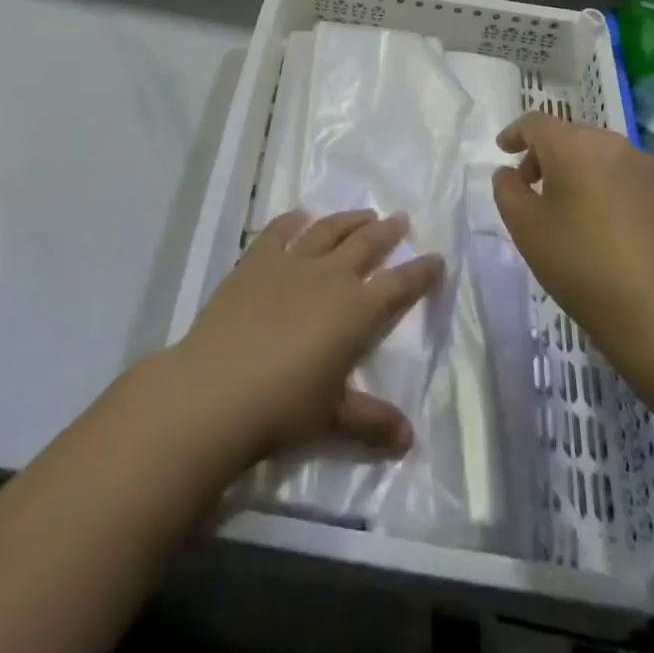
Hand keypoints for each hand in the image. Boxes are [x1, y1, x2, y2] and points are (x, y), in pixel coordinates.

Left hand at [171, 210, 444, 464]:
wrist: (217, 389)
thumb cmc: (283, 407)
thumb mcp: (333, 418)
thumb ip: (372, 422)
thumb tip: (409, 439)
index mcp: (356, 311)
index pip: (399, 285)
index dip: (421, 272)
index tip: (436, 258)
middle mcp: (330, 276)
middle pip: (366, 245)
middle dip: (387, 232)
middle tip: (400, 218)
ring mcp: (291, 263)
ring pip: (328, 230)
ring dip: (348, 220)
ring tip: (363, 213)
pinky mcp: (255, 261)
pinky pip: (278, 231)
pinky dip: (292, 220)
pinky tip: (299, 216)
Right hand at [492, 114, 653, 358]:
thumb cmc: (579, 263)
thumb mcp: (524, 227)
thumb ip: (507, 189)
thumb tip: (509, 173)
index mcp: (573, 146)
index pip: (536, 124)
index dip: (515, 134)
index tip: (504, 150)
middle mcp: (612, 144)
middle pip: (571, 137)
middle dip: (548, 155)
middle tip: (535, 187)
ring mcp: (649, 167)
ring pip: (604, 156)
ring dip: (583, 171)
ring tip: (576, 207)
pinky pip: (632, 178)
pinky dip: (614, 188)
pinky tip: (613, 224)